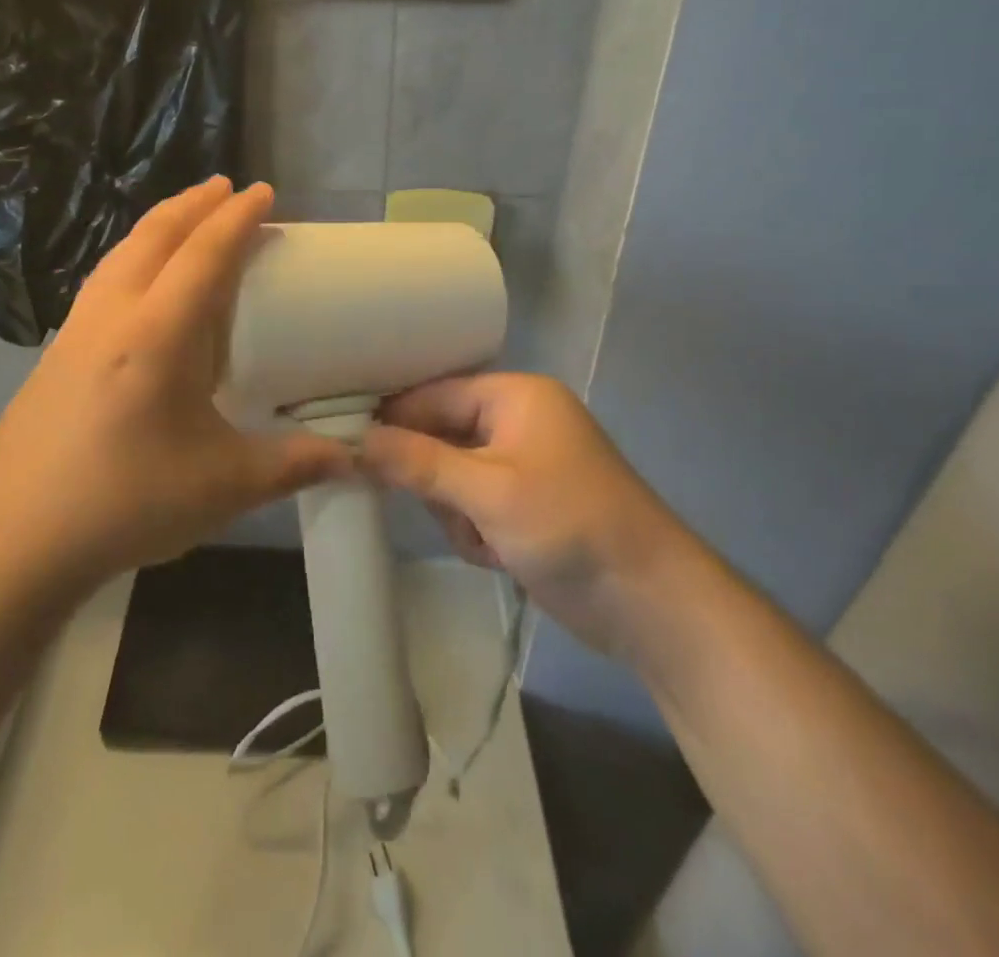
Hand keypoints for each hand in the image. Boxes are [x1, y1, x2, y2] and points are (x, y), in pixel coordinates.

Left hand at [0, 178, 351, 597]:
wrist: (14, 539)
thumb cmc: (125, 504)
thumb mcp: (223, 486)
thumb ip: (293, 465)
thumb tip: (352, 458)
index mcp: (158, 335)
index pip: (204, 254)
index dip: (237, 218)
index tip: (262, 191)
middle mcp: (113, 316)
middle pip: (154, 236)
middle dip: (194, 203)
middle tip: (226, 187)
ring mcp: (75, 331)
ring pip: (120, 253)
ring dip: (158, 225)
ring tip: (186, 218)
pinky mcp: (54, 352)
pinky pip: (102, 280)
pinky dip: (132, 256)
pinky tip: (138, 282)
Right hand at [360, 374, 697, 656]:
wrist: (650, 604)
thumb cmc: (569, 527)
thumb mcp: (488, 492)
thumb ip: (418, 462)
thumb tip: (356, 440)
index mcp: (514, 396)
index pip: (432, 394)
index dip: (392, 420)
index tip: (349, 446)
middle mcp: (516, 420)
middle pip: (440, 436)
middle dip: (436, 481)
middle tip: (445, 511)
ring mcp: (522, 464)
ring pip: (450, 476)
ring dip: (457, 513)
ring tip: (485, 540)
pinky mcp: (524, 504)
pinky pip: (472, 504)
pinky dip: (476, 531)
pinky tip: (498, 555)